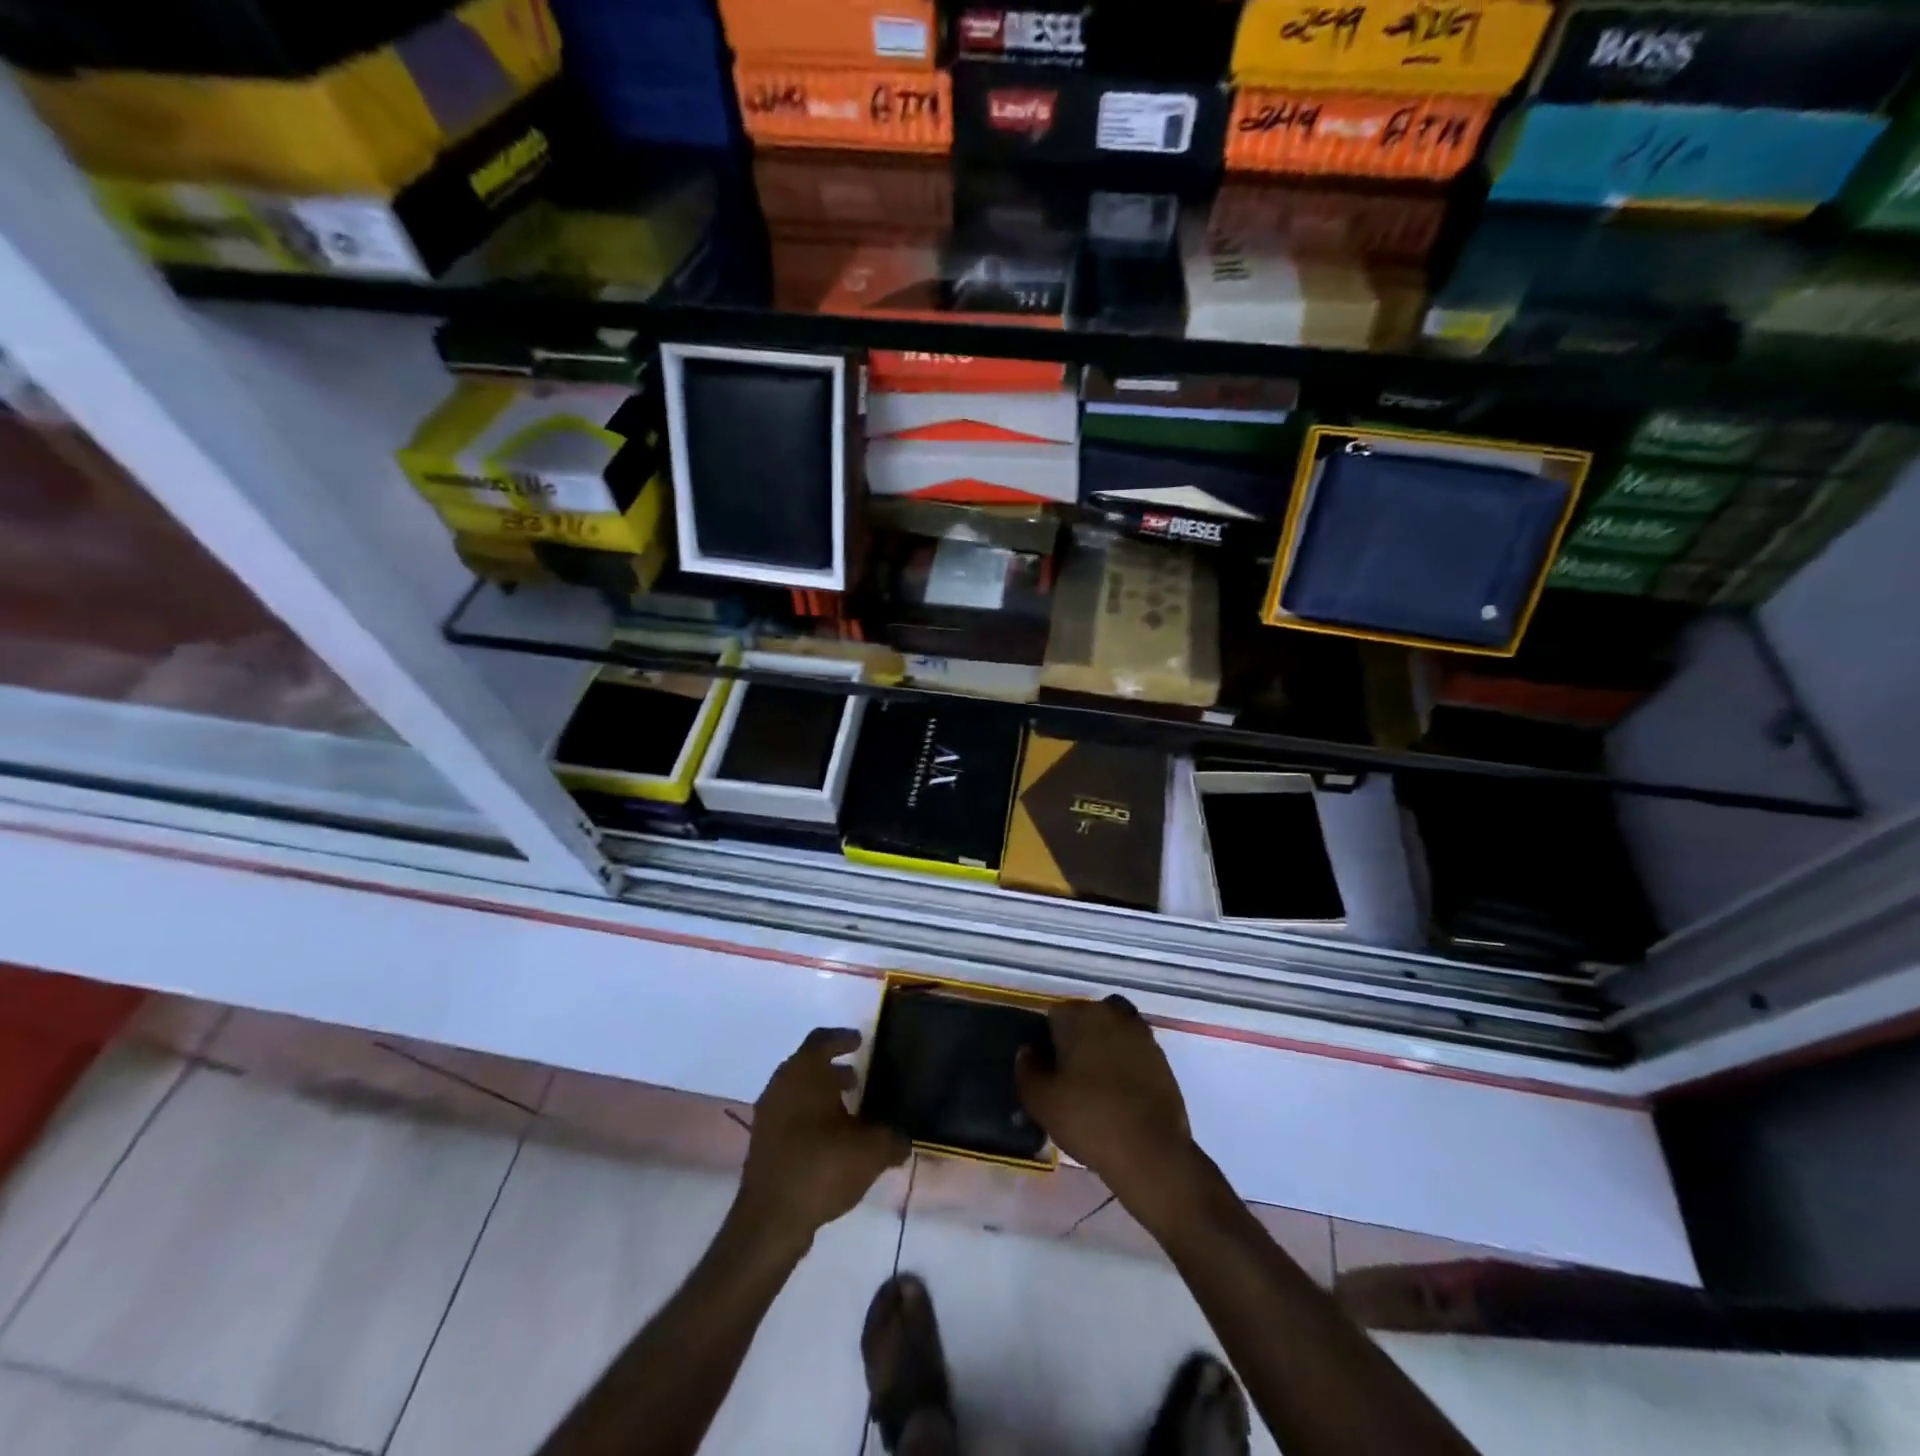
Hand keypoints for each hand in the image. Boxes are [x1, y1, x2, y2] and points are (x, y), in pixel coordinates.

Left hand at [736, 1028, 907, 1248]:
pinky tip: (830, 1140)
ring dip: (820, 1095)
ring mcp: (768, 1114)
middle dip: (832, 1070)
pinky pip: (789, 1115)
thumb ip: (892, 1139)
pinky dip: (808, 1116)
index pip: (822, 1039)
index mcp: (805, 1071)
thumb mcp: (871, 1151)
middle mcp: (782, 1084)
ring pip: (797, 1091)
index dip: (842, 1038)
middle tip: (857, 1078)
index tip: (859, 1041)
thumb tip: (903, 1140)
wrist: (771, 1219)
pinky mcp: (762, 1142)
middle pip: (807, 1065)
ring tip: (848, 1111)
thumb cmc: (822, 1166)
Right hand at [1015, 996, 1196, 1218]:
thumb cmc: (1090, 1119)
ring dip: (1103, 1049)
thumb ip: (1027, 1069)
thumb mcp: (1041, 1101)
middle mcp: (1112, 1014)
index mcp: (1081, 1016)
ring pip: (1112, 1032)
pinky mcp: (1162, 1058)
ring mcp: (1141, 1034)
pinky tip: (1119, 1095)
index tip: (1048, 1070)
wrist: (1152, 1153)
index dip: (1047, 1042)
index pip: (1054, 1016)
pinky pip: (1133, 1052)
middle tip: (1070, 1077)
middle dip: (1077, 1039)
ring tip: (1095, 1085)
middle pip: (1086, 1019)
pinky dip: (1125, 1064)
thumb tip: (1028, 1051)